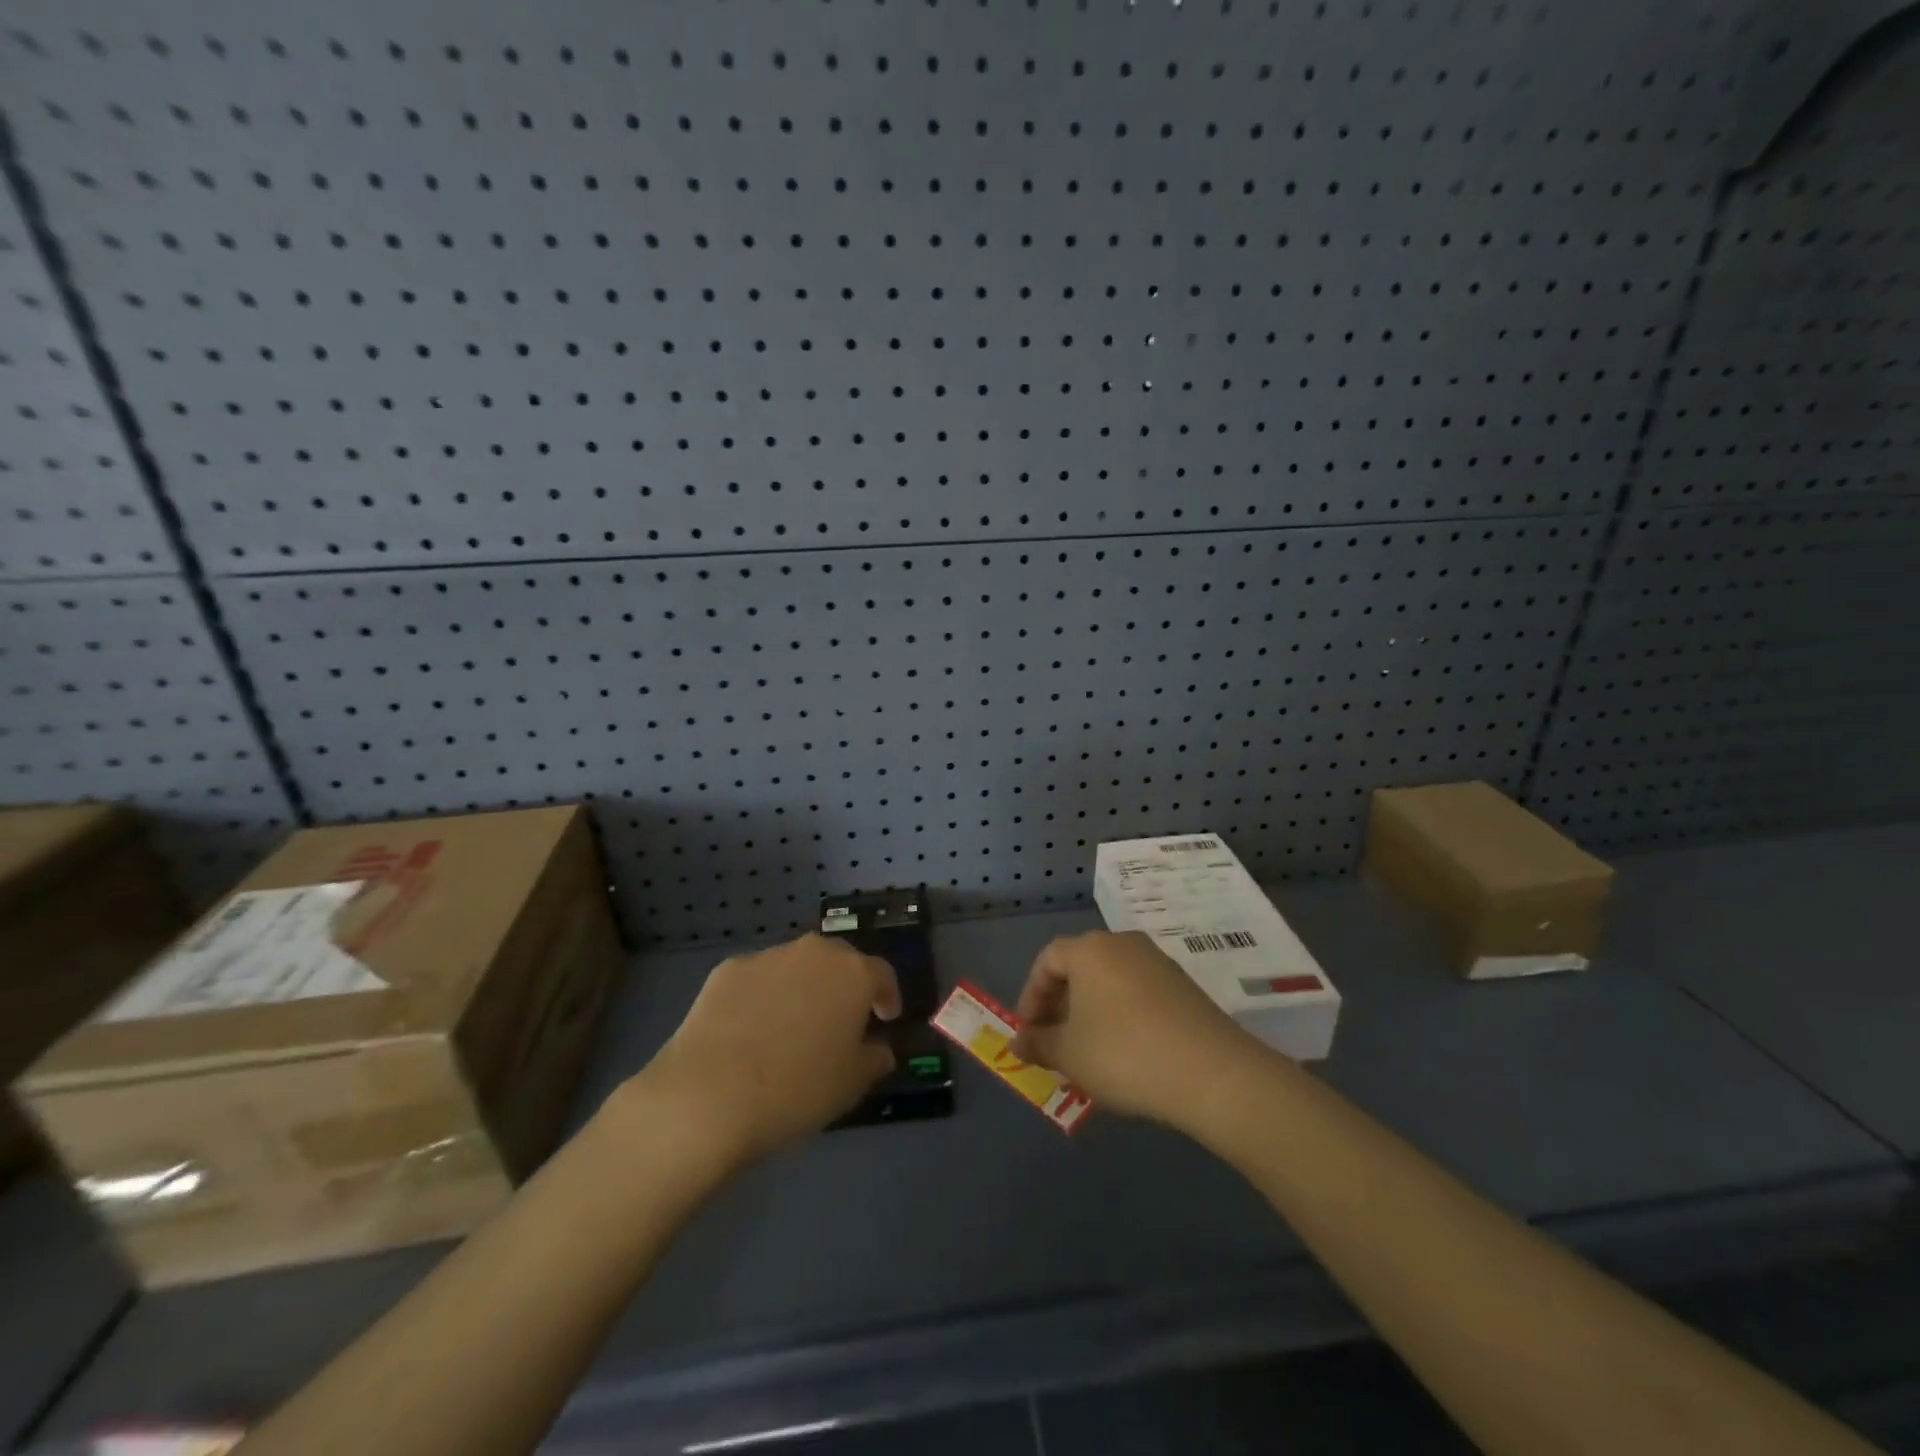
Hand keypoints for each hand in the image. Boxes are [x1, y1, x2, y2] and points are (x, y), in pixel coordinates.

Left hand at [635, 934, 899, 1163]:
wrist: (708, 1095)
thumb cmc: (796, 1089)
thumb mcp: (851, 1085)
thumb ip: (874, 1059)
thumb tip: (879, 1049)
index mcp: (853, 974)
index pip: (882, 974)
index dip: (887, 996)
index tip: (885, 1019)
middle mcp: (814, 953)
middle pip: (839, 960)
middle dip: (844, 984)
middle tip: (841, 1018)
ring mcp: (767, 957)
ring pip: (796, 966)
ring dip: (802, 987)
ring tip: (791, 1026)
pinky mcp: (727, 970)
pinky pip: (757, 979)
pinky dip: (763, 996)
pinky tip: (751, 1030)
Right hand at [1009, 930, 1255, 1127]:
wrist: (1211, 1072)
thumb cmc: (1124, 1054)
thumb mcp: (1069, 1054)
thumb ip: (1038, 1044)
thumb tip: (1018, 1042)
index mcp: (1089, 949)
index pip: (1047, 960)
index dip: (1031, 995)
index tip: (1029, 1031)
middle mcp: (1122, 943)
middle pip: (1080, 966)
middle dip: (1061, 1003)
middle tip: (1055, 1041)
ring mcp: (1157, 961)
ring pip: (1110, 979)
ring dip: (1092, 1009)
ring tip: (1089, 1049)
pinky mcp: (1183, 984)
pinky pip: (1138, 991)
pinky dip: (1122, 1013)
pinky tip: (1127, 1050)